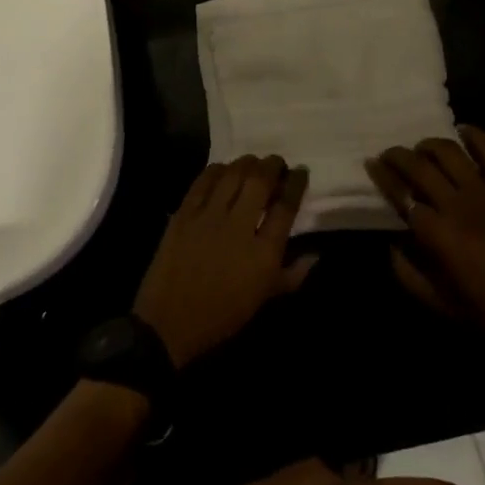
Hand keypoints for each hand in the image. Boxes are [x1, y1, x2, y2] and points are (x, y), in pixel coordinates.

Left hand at [133, 155, 315, 368]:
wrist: (169, 323)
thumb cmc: (222, 315)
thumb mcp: (263, 299)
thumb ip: (292, 275)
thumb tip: (316, 254)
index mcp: (263, 253)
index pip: (286, 207)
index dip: (296, 184)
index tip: (300, 172)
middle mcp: (239, 228)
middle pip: (260, 181)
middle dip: (273, 165)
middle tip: (277, 163)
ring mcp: (209, 217)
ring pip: (233, 175)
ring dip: (247, 162)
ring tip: (253, 162)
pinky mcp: (184, 213)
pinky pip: (203, 181)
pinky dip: (217, 170)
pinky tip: (223, 170)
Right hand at [367, 126, 484, 366]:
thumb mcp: (440, 305)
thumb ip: (408, 274)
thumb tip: (392, 245)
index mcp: (437, 233)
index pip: (401, 194)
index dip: (383, 176)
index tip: (370, 163)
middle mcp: (456, 204)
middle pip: (420, 166)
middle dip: (398, 155)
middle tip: (389, 154)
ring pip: (450, 152)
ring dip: (430, 144)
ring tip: (422, 148)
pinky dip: (475, 136)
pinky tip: (463, 131)